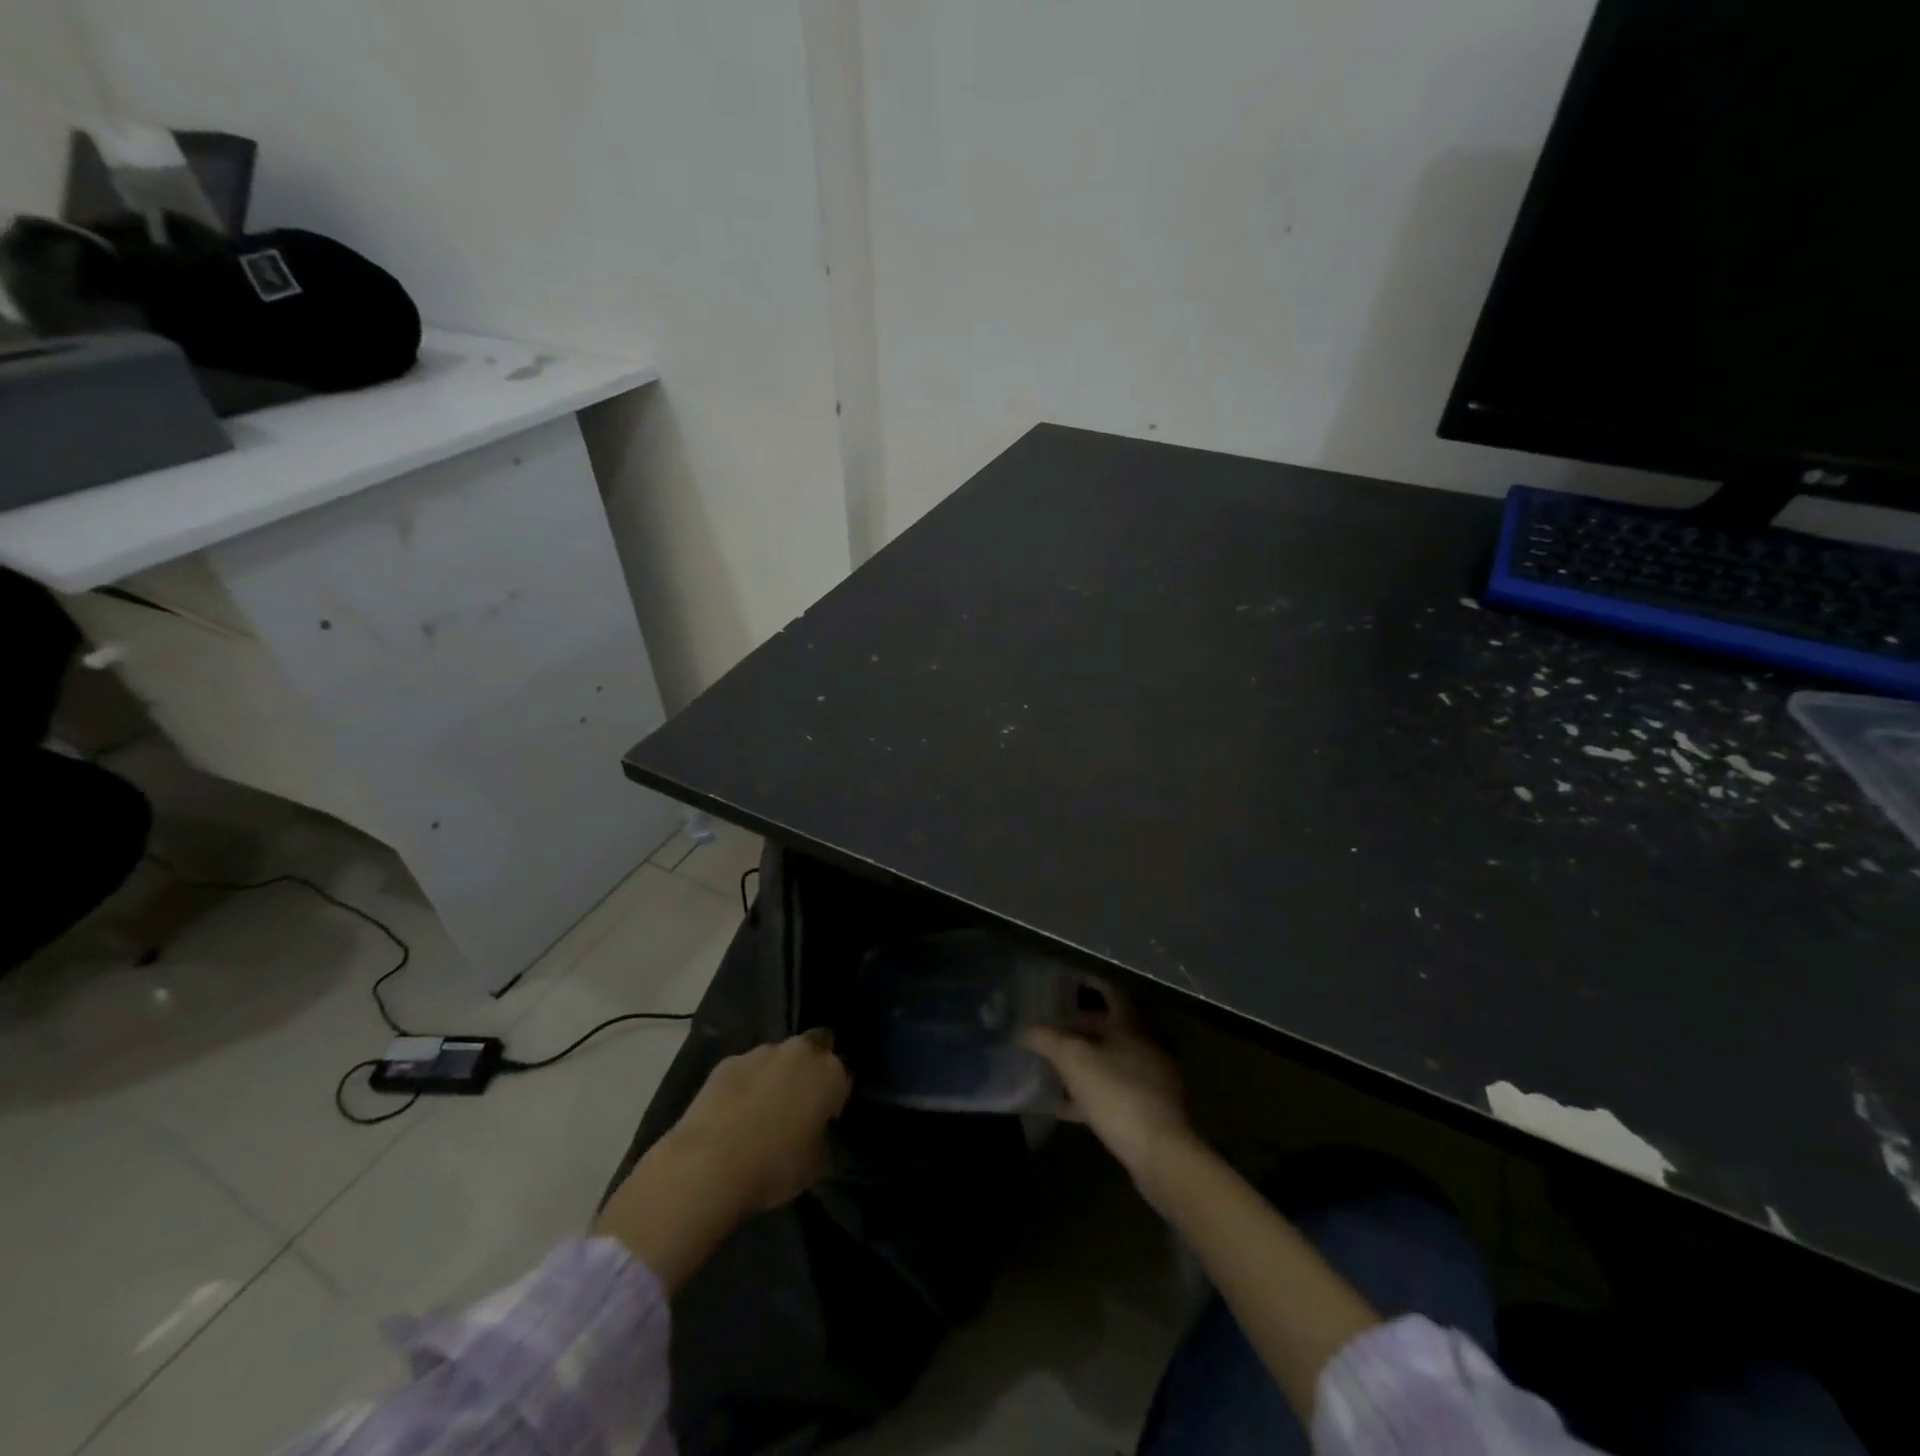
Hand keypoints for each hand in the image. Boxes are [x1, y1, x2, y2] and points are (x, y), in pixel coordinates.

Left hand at [595, 1030, 849, 1291]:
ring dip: (777, 1075)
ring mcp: (760, 1053)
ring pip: (778, 1058)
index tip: (824, 1121)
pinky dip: (746, 1084)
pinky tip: (734, 1112)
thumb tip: (824, 1138)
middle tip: (798, 1106)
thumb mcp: (816, 1167)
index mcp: (829, 1073)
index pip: (843, 1077)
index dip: (835, 1099)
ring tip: (762, 1111)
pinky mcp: (727, 1062)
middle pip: (814, 1051)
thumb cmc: (774, 1167)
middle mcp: (799, 1052)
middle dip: (809, 1071)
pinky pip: (746, 1069)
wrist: (708, 1165)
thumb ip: (826, 1144)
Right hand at [1023, 984, 1191, 1183]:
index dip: (1092, 984)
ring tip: (1052, 1067)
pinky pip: (1112, 1094)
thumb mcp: (1073, 1060)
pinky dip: (1088, 1095)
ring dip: (1083, 1063)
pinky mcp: (1147, 1112)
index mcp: (1130, 1027)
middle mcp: (1143, 1048)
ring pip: (1109, 1063)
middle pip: (1108, 1029)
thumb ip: (1046, 1040)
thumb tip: (1023, 1031)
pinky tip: (1064, 1106)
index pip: (1110, 994)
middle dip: (1080, 1028)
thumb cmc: (1116, 1093)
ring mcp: (1149, 1081)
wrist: (1159, 1152)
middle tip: (1051, 1027)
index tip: (1070, 981)